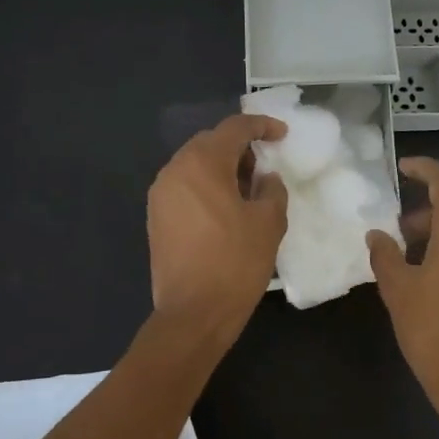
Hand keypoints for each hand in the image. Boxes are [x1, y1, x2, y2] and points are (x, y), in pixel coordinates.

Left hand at [148, 113, 288, 336]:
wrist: (194, 312)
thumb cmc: (236, 262)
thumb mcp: (269, 222)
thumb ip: (271, 189)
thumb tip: (265, 179)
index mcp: (202, 164)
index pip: (234, 128)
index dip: (261, 126)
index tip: (282, 135)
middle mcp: (174, 171)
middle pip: (210, 143)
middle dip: (240, 148)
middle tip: (265, 165)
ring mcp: (160, 196)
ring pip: (194, 166)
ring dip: (222, 168)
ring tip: (249, 190)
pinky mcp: (157, 219)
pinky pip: (185, 188)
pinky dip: (207, 187)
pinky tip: (227, 210)